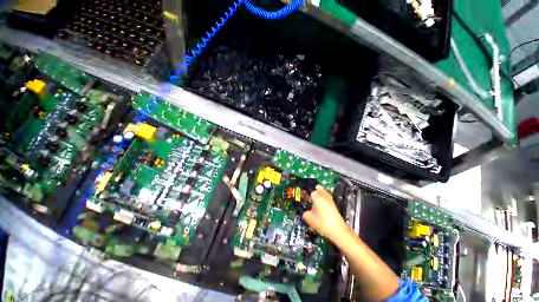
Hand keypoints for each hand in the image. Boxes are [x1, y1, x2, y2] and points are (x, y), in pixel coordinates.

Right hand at [302, 185, 349, 242]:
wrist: (338, 231)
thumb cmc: (322, 223)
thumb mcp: (309, 218)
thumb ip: (305, 213)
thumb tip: (305, 212)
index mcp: (317, 196)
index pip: (309, 190)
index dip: (305, 192)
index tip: (302, 195)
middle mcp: (323, 195)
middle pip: (317, 188)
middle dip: (313, 189)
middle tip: (307, 194)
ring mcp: (330, 199)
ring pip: (323, 192)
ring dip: (319, 193)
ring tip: (313, 197)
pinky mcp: (334, 204)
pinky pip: (326, 197)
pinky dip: (323, 198)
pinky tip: (320, 204)